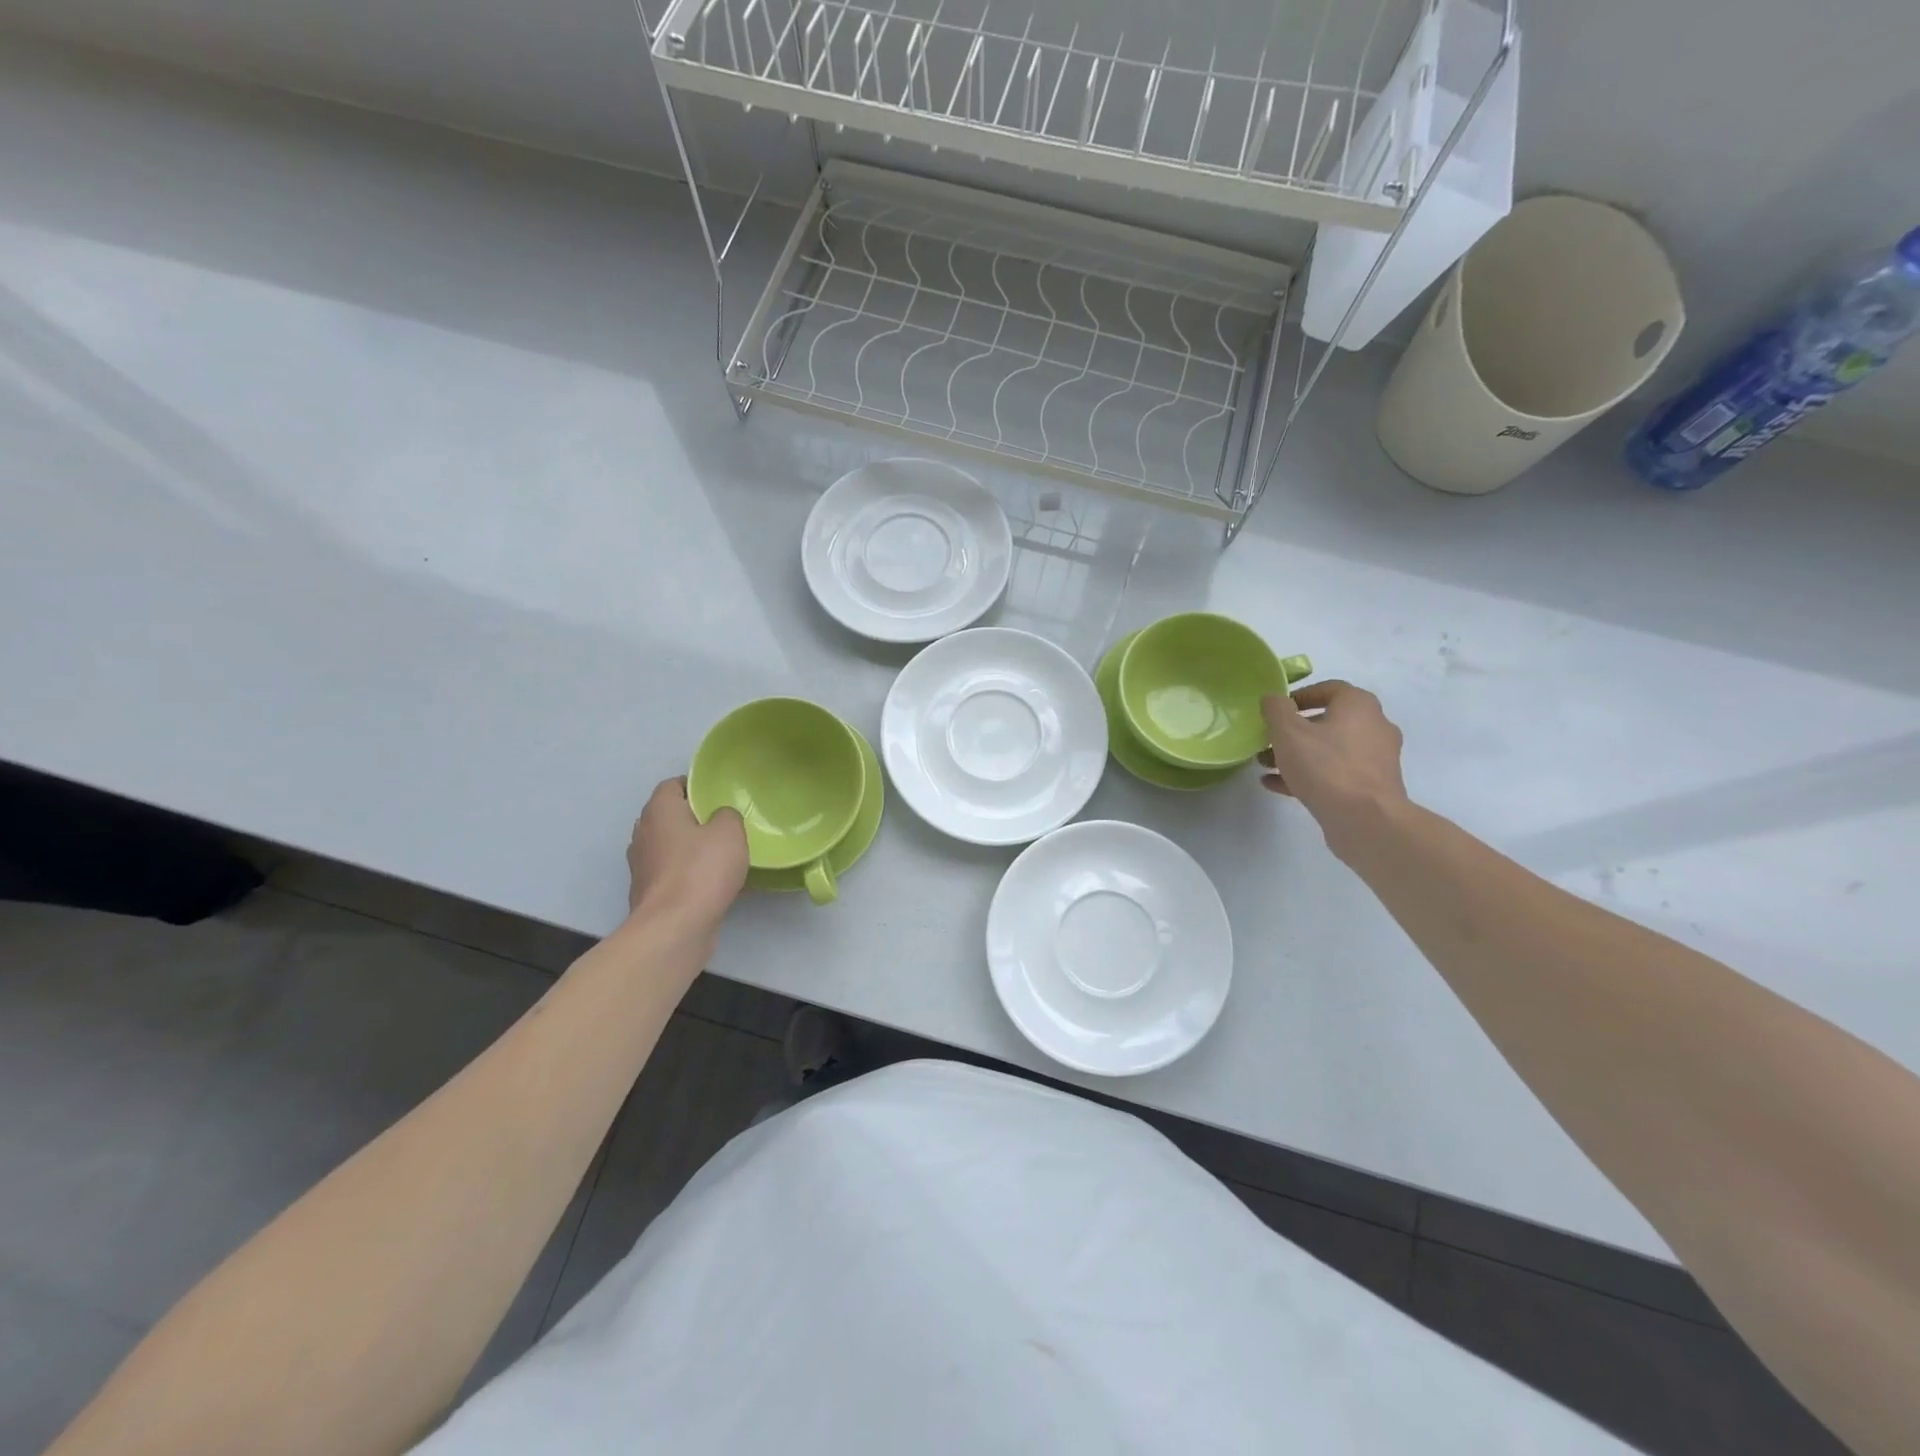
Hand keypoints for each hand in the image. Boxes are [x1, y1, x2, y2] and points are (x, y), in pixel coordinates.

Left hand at [626, 778, 748, 936]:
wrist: (674, 928)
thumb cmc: (701, 870)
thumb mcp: (730, 832)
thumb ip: (728, 816)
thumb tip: (720, 819)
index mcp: (659, 811)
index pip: (672, 785)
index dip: (695, 786)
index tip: (719, 795)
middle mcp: (643, 834)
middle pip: (670, 817)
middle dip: (695, 819)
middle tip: (726, 825)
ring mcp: (643, 867)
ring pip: (672, 848)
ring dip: (693, 850)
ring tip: (725, 856)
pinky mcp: (650, 894)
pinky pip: (675, 875)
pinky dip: (692, 876)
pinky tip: (718, 886)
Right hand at [1260, 682, 1407, 859]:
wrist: (1365, 819)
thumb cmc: (1325, 766)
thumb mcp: (1288, 732)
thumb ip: (1276, 710)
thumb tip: (1273, 698)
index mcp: (1359, 706)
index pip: (1329, 689)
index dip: (1300, 696)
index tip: (1276, 709)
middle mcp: (1374, 727)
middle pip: (1328, 721)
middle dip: (1294, 730)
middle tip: (1267, 738)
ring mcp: (1375, 759)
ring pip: (1329, 750)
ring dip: (1297, 754)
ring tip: (1265, 764)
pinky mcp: (1370, 787)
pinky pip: (1334, 774)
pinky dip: (1308, 775)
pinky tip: (1276, 785)